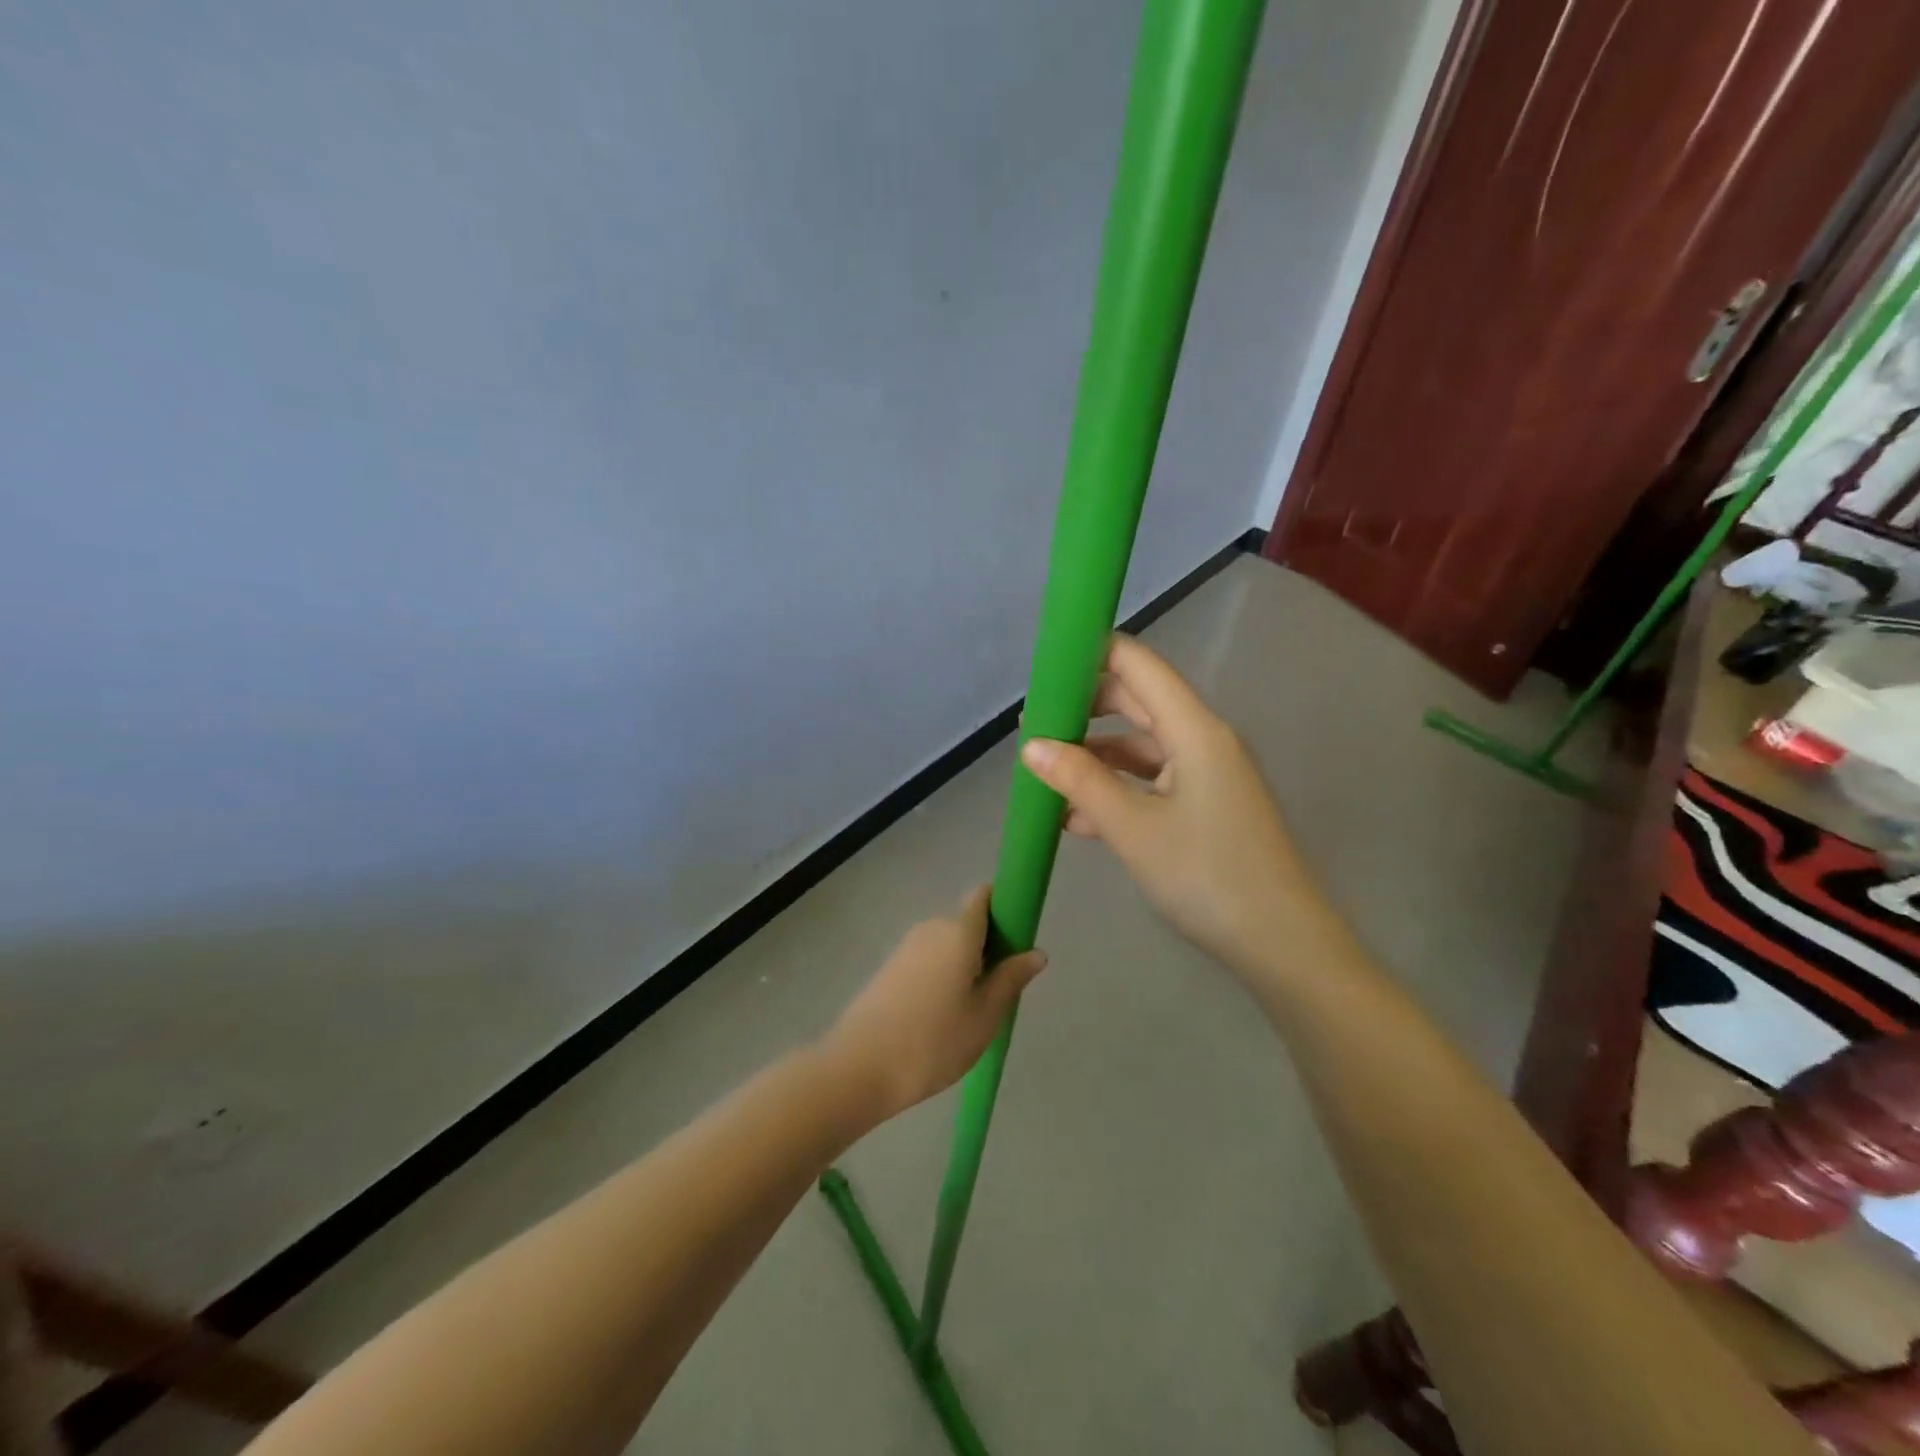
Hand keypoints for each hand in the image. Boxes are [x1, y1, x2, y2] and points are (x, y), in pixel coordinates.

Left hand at [822, 887, 1046, 1118]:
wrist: (859, 1068)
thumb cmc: (933, 1042)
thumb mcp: (984, 1017)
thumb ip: (1010, 979)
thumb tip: (1037, 952)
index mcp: (958, 932)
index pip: (983, 896)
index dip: (1004, 907)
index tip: (1018, 938)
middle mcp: (931, 928)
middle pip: (968, 923)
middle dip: (988, 947)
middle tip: (998, 992)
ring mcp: (906, 947)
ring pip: (947, 944)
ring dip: (964, 965)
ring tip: (970, 1012)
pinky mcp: (889, 968)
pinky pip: (927, 960)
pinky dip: (941, 976)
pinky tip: (940, 1017)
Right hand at [1019, 635, 1327, 974]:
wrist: (1280, 943)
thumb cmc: (1207, 876)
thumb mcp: (1133, 828)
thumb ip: (1080, 781)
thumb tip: (1030, 746)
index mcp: (1194, 729)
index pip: (1138, 665)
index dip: (1092, 655)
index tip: (1045, 666)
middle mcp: (1202, 740)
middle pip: (1137, 702)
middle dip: (1084, 708)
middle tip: (1033, 723)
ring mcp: (1205, 774)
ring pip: (1140, 746)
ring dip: (1094, 755)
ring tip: (1043, 771)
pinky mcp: (1204, 806)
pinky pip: (1151, 782)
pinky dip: (1115, 789)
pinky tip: (1075, 815)